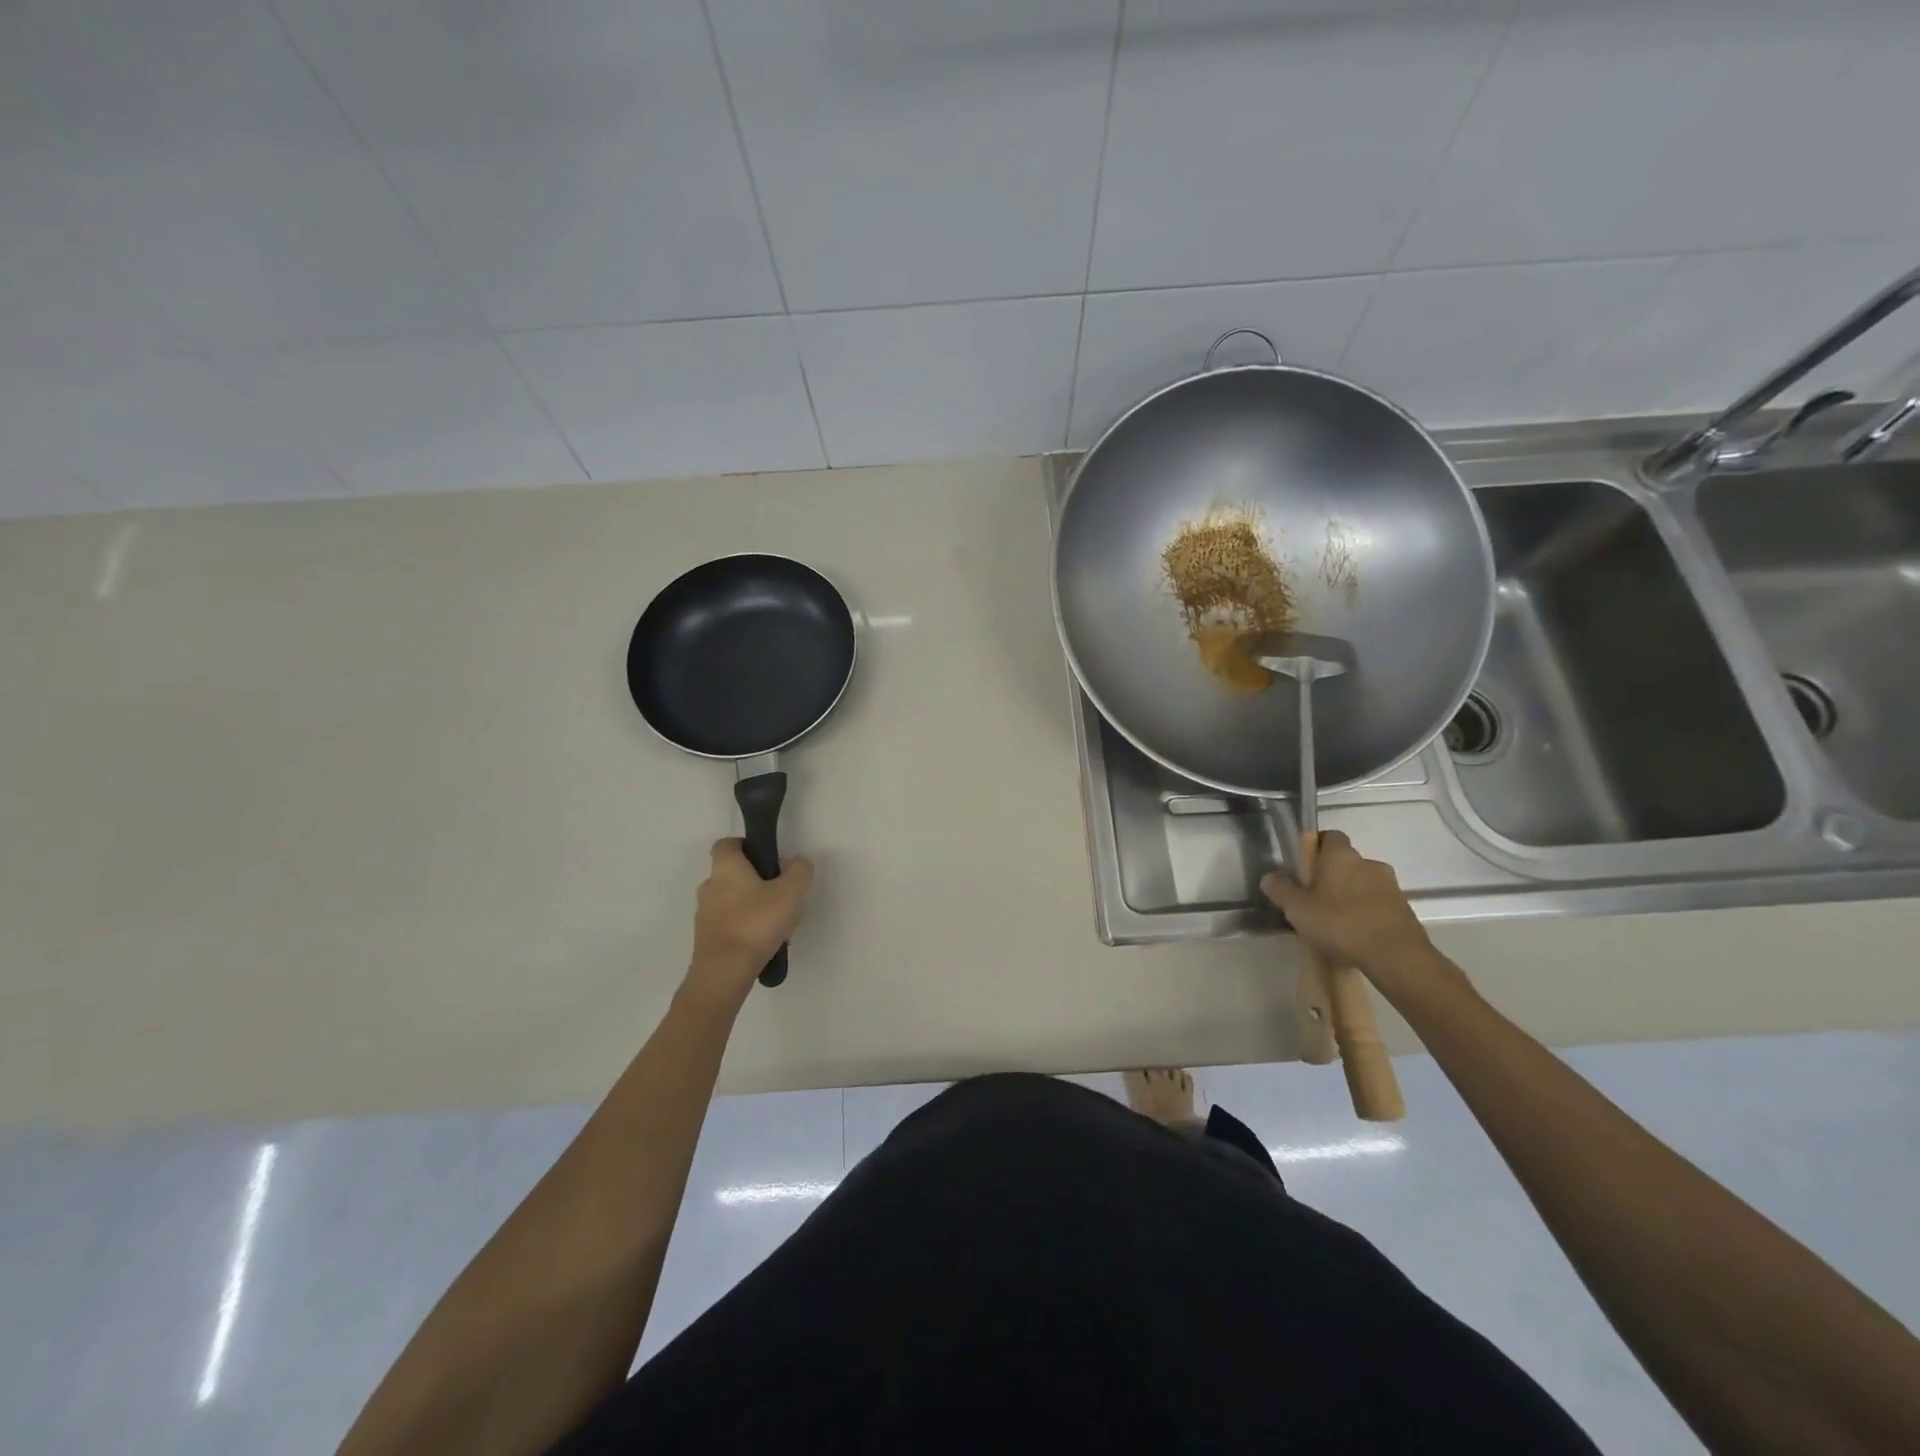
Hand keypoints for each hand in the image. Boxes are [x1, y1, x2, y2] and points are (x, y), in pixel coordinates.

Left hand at [683, 839, 814, 1007]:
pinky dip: (745, 928)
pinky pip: (729, 924)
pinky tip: (765, 944)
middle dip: (756, 881)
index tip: (767, 859)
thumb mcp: (791, 892)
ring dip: (752, 907)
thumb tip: (796, 863)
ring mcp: (704, 914)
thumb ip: (799, 871)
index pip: (728, 844)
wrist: (724, 972)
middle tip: (781, 895)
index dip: (747, 846)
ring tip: (778, 925)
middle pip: (733, 874)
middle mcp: (709, 886)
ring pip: (732, 901)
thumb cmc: (756, 923)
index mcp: (726, 867)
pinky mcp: (706, 939)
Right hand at [1261, 830, 1430, 978]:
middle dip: (1330, 876)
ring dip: (1349, 896)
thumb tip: (1270, 875)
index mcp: (1341, 855)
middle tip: (1312, 898)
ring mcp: (1390, 886)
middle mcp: (1368, 863)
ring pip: (1362, 884)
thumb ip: (1281, 889)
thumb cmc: (1341, 924)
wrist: (1397, 957)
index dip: (1314, 847)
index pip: (1328, 836)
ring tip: (1334, 921)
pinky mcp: (1404, 909)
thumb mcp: (1297, 909)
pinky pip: (1377, 904)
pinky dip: (1365, 913)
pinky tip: (1354, 935)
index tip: (1301, 867)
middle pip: (1345, 862)